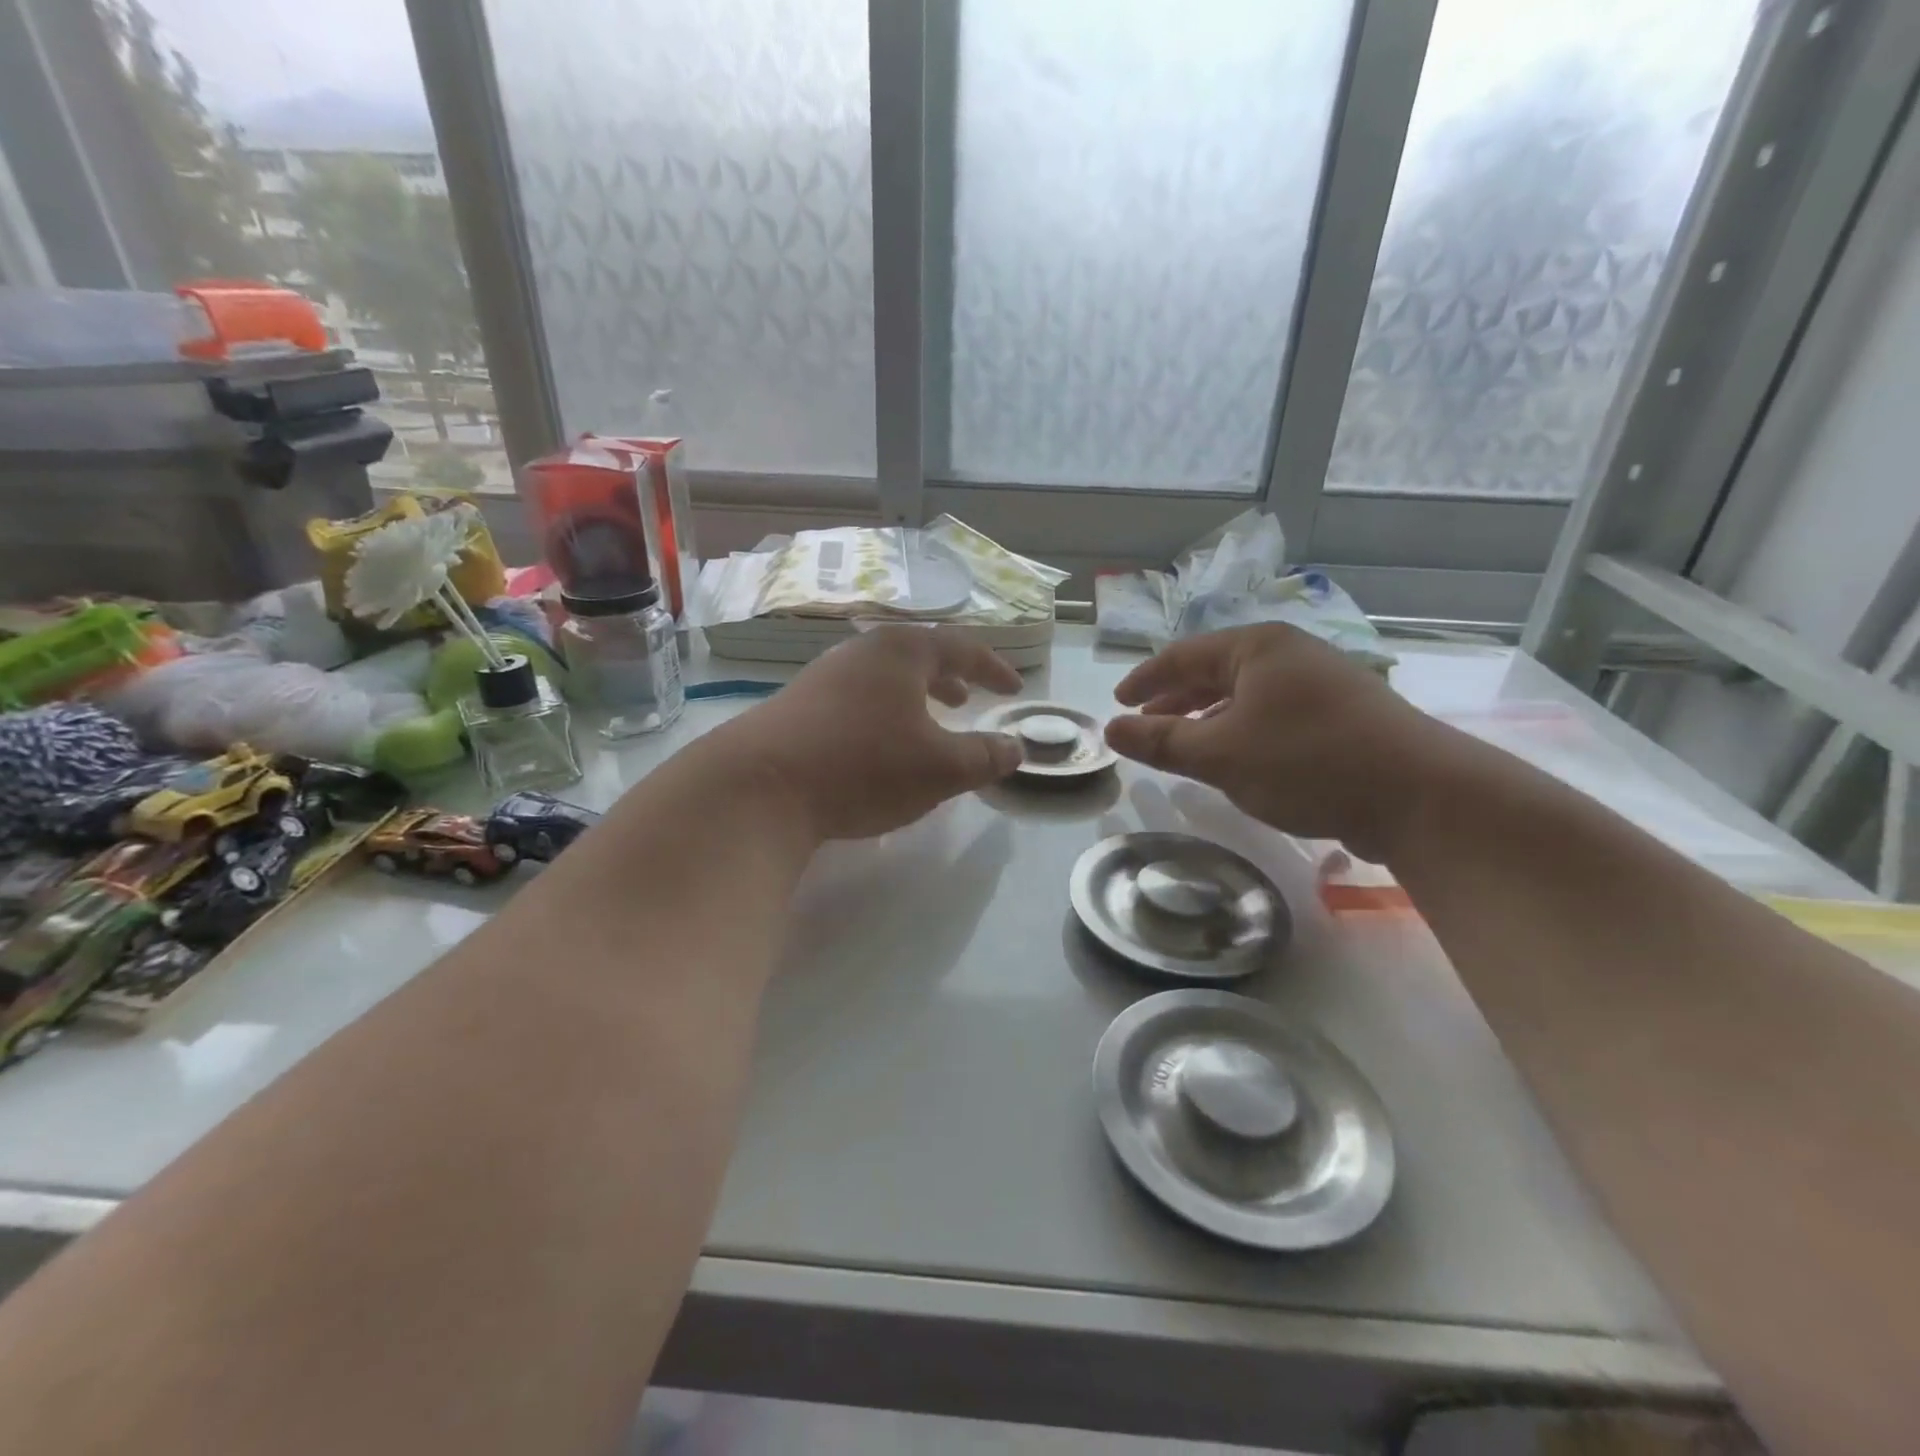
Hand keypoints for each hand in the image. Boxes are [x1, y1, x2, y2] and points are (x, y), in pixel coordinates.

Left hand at [716, 625, 1024, 840]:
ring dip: (913, 696)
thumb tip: (1016, 748)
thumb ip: (985, 757)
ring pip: (883, 678)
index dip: (993, 668)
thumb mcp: (940, 768)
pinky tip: (878, 747)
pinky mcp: (797, 706)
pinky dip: (882, 713)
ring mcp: (823, 676)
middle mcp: (861, 652)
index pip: (961, 647)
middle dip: (949, 677)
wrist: (759, 787)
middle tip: (968, 700)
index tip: (1014, 689)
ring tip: (927, 723)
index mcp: (901, 652)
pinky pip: (856, 698)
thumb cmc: (864, 766)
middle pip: (917, 655)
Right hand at [1104, 624, 1463, 860]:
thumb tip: (1111, 728)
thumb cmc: (1307, 762)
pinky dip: (1242, 731)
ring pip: (1245, 695)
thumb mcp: (1220, 753)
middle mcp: (1290, 654)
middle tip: (1143, 723)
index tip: (1118, 702)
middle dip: (1175, 699)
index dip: (1146, 679)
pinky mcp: (1342, 716)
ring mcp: (1321, 683)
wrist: (1421, 796)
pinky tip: (1236, 759)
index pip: (1183, 655)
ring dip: (1207, 718)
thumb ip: (1161, 741)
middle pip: (1215, 670)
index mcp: (1258, 647)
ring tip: (1182, 744)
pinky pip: (1273, 714)